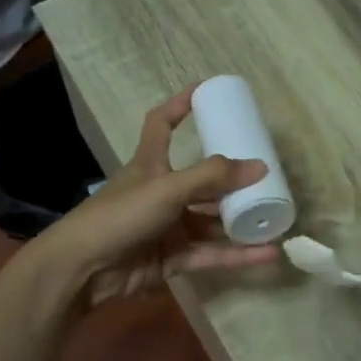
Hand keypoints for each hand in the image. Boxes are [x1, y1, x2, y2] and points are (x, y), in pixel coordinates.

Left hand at [34, 85, 283, 307]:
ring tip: (276, 215)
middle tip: (268, 173)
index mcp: (151, 163)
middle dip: (232, 179)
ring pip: (212, 220)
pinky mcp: (174, 259)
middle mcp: (162, 192)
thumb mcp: (167, 187)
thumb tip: (261, 166)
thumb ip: (212, 176)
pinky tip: (269, 254)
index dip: (180, 105)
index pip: (162, 124)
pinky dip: (240, 255)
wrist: (84, 270)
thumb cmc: (120, 215)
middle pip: (202, 180)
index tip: (205, 91)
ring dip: (241, 220)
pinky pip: (213, 254)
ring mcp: (169, 227)